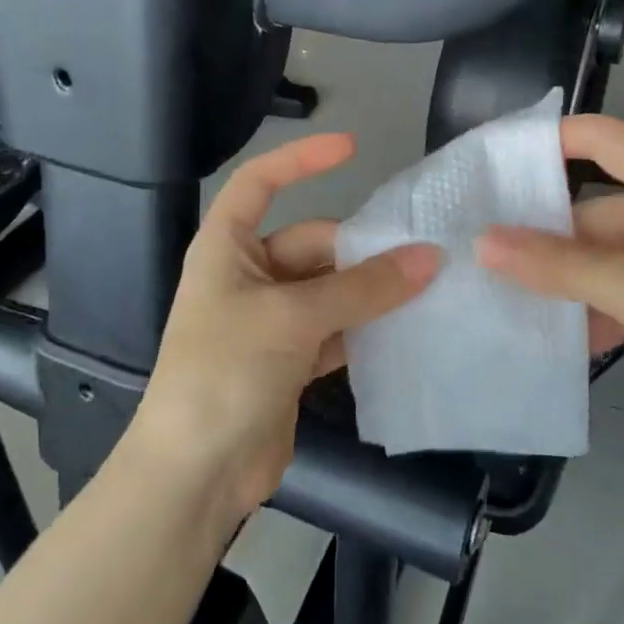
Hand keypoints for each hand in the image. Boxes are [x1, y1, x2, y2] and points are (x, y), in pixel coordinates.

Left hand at [132, 132, 439, 521]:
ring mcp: (269, 321)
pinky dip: (364, 329)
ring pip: (329, 290)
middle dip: (361, 251)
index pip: (259, 183)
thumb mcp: (294, 318)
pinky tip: (405, 330)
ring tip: (428, 288)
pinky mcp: (289, 361)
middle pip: (312, 244)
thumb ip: (364, 288)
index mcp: (227, 248)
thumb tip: (429, 257)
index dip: (301, 159)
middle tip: (423, 255)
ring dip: (370, 292)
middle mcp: (247, 276)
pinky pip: (335, 330)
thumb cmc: (225, 372)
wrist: (194, 475)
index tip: (352, 148)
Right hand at [476, 116, 623, 450]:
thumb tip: (482, 242)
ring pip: (599, 256)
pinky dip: (589, 308)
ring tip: (500, 297)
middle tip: (478, 254)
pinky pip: (618, 291)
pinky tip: (551, 336)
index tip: (489, 165)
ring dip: (560, 279)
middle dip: (540, 234)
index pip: (600, 137)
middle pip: (590, 207)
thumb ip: (558, 266)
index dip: (546, 140)